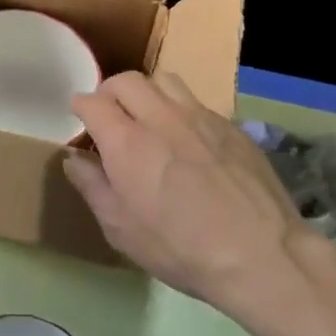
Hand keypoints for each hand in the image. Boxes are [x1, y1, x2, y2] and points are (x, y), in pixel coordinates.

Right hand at [64, 71, 309, 316]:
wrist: (262, 255)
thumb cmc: (180, 248)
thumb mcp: (121, 229)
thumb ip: (92, 186)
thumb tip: (74, 158)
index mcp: (127, 141)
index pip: (92, 101)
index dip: (80, 108)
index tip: (80, 121)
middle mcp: (161, 117)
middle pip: (126, 80)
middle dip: (109, 92)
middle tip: (109, 116)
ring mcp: (200, 117)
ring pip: (164, 81)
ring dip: (147, 93)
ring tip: (147, 118)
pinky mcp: (230, 126)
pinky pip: (196, 102)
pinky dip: (179, 111)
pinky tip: (187, 140)